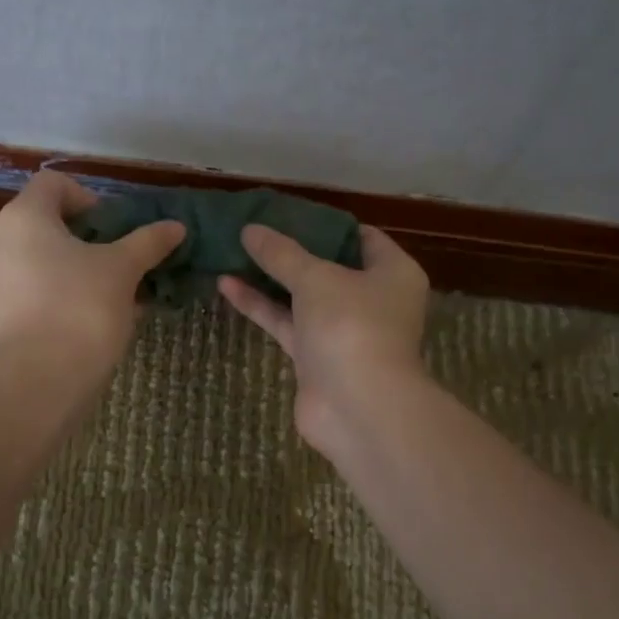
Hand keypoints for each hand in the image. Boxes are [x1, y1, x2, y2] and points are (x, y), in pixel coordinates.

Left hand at [0, 171, 184, 370]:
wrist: (42, 378)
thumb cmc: (82, 306)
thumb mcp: (123, 269)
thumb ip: (148, 242)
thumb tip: (176, 226)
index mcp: (23, 217)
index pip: (53, 184)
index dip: (88, 197)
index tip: (113, 227)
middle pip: (46, 222)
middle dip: (87, 237)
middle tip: (119, 259)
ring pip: (40, 258)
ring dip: (76, 267)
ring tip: (113, 291)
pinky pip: (33, 288)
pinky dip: (61, 292)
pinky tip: (95, 315)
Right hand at [219, 223, 430, 451]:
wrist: (358, 408)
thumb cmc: (351, 327)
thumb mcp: (316, 279)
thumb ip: (281, 254)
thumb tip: (250, 229)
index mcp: (392, 273)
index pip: (364, 238)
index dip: (328, 223)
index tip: (291, 210)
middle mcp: (372, 300)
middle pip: (329, 266)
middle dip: (293, 250)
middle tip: (256, 228)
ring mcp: (342, 331)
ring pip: (303, 296)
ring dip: (271, 278)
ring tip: (234, 250)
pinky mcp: (315, 357)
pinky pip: (287, 323)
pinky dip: (261, 306)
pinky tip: (226, 284)